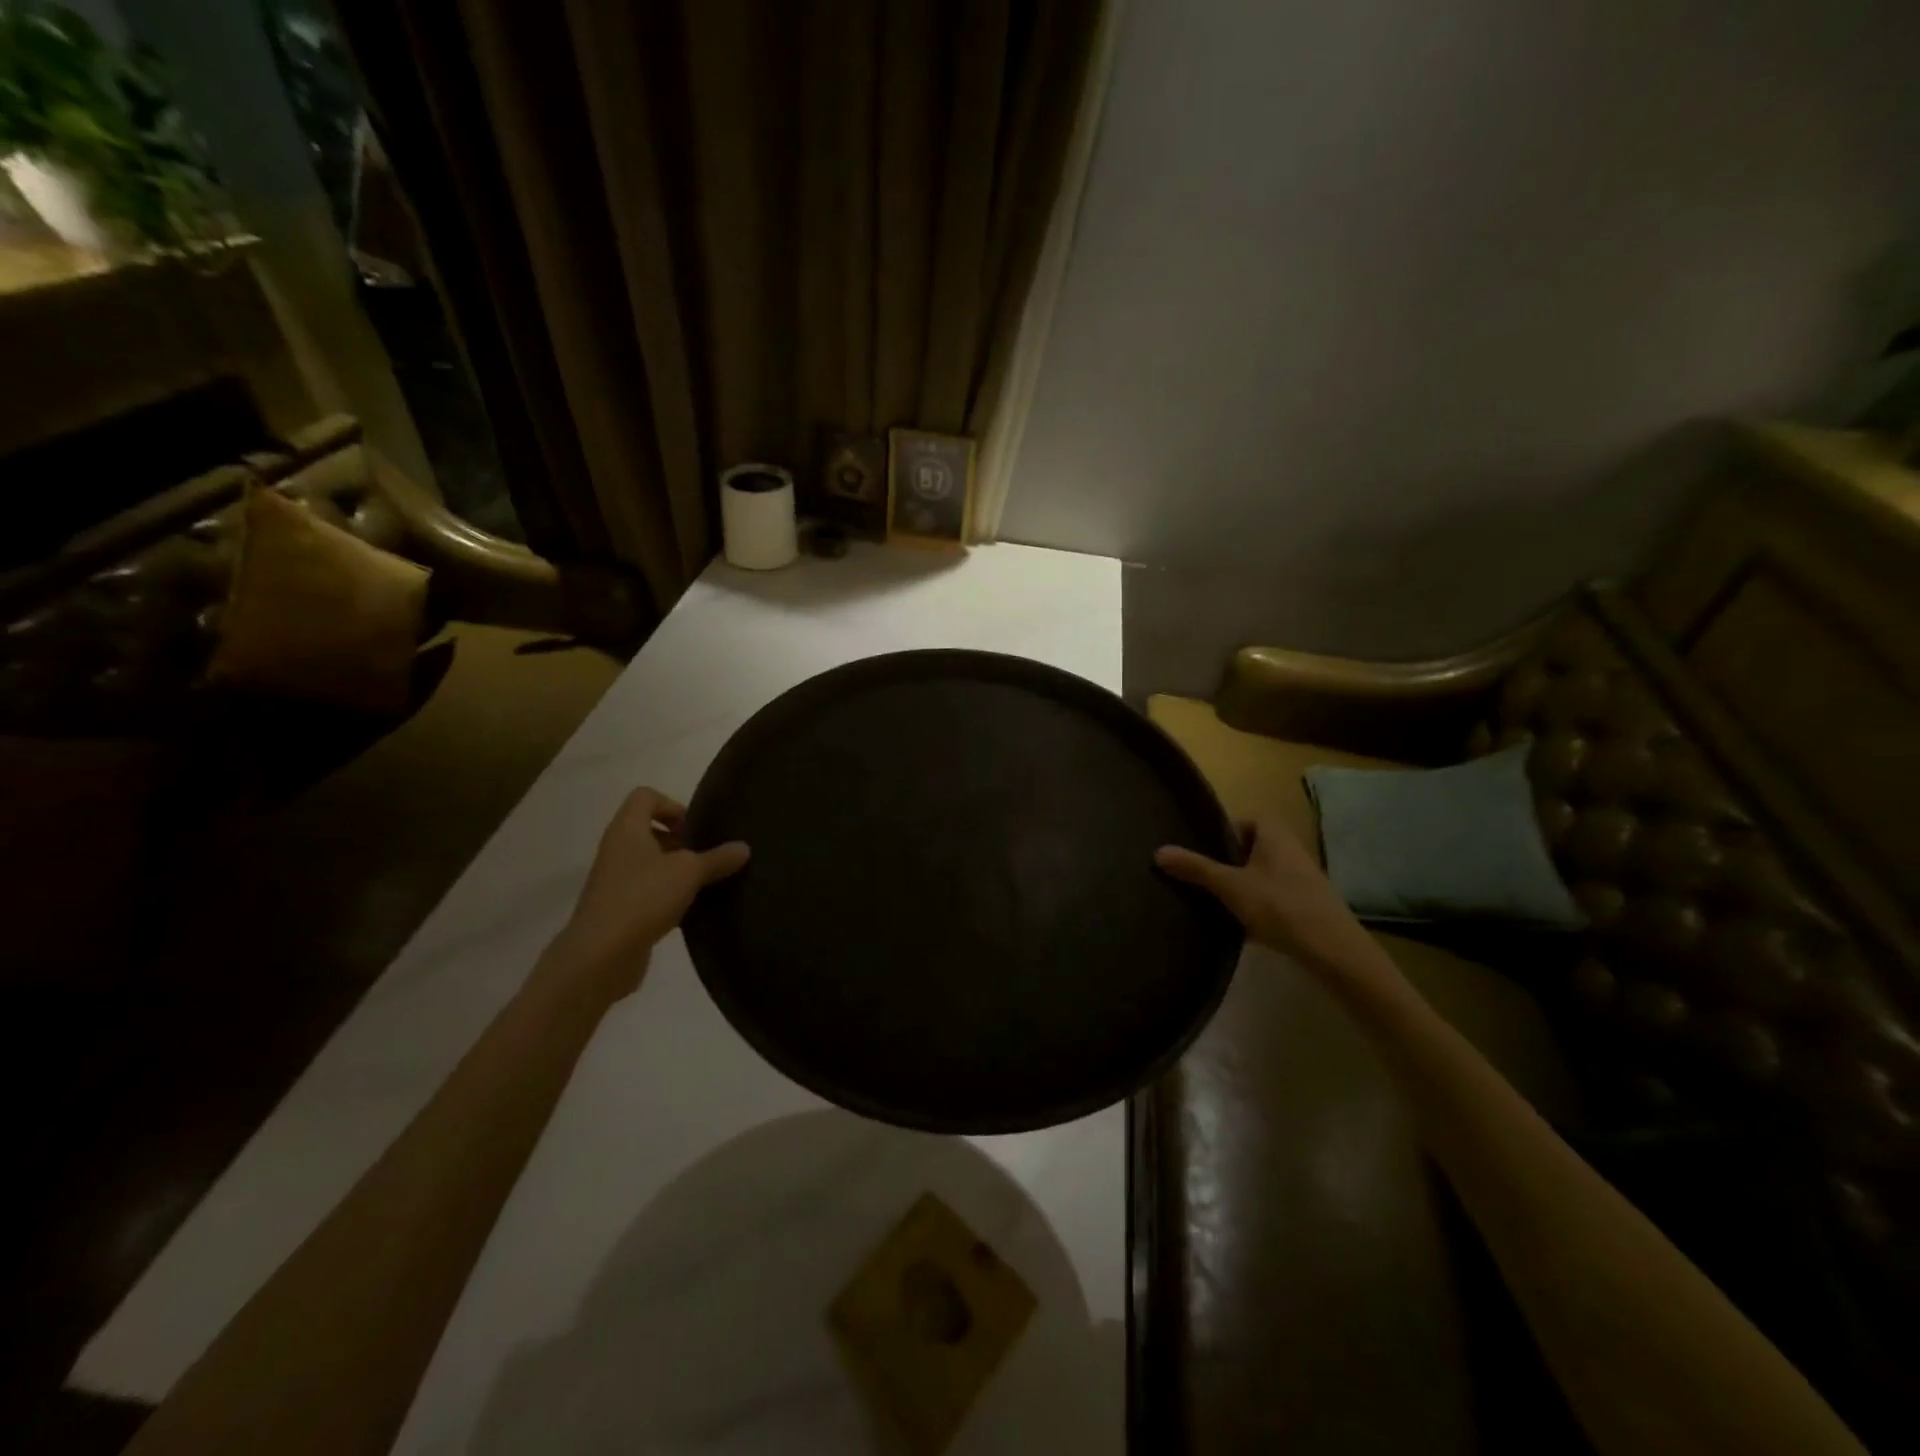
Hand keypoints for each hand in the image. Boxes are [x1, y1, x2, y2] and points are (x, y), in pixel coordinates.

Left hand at [542, 787, 748, 1004]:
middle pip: (649, 830)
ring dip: (676, 870)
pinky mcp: (617, 909)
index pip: (645, 797)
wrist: (600, 956)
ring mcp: (614, 881)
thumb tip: (743, 848)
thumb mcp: (689, 872)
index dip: (673, 805)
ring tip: (703, 885)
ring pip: (650, 863)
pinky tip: (690, 911)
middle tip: (706, 857)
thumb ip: (717, 858)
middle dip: (681, 841)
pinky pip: (647, 891)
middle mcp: (617, 849)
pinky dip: (668, 896)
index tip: (695, 830)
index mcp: (627, 829)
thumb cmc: (643, 897)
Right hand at [1156, 818, 1376, 975]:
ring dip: (1241, 885)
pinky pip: (1273, 894)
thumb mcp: (1230, 886)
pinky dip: (1257, 904)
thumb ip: (1195, 868)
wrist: (1333, 950)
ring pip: (1261, 873)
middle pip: (1250, 847)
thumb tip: (1158, 851)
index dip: (1222, 833)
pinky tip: (1241, 924)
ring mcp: (1302, 876)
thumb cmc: (1280, 906)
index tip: (1201, 852)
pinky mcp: (1307, 903)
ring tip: (1216, 902)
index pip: (1243, 820)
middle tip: (1202, 878)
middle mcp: (1291, 848)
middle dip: (1227, 862)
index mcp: (1274, 833)